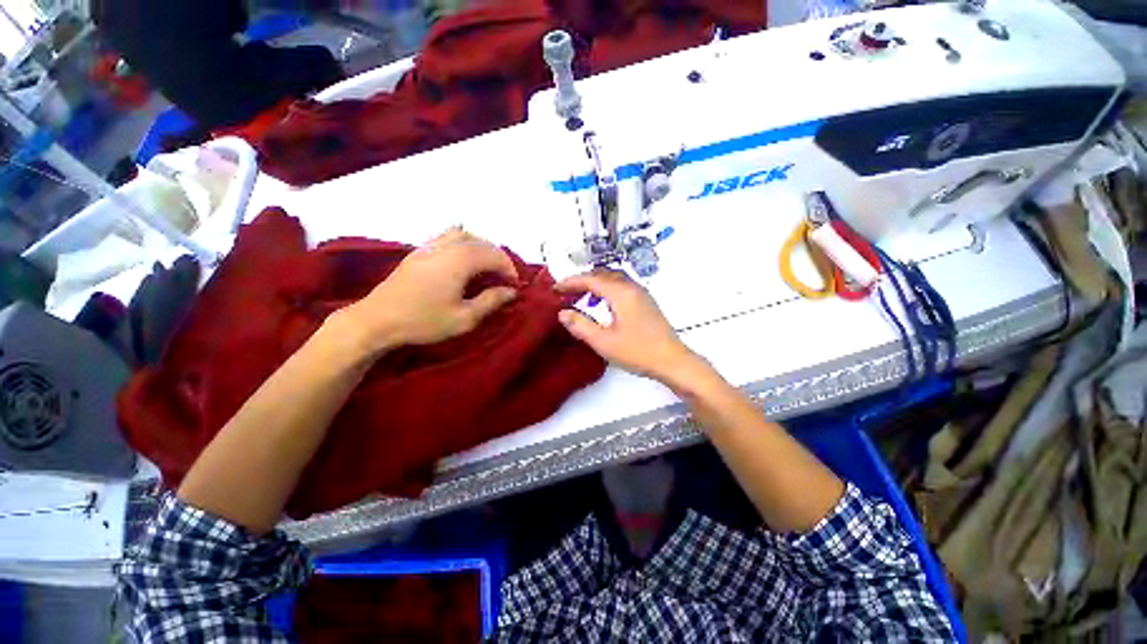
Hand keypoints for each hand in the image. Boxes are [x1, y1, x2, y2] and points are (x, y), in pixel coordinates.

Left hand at [346, 228, 518, 352]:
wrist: (377, 320)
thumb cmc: (424, 321)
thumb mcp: (464, 318)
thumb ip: (491, 301)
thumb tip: (510, 291)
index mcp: (459, 261)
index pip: (494, 256)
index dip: (509, 269)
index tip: (515, 286)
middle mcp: (446, 247)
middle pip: (481, 242)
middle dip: (498, 257)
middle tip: (504, 277)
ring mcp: (430, 247)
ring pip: (464, 234)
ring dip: (481, 246)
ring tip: (487, 264)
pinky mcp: (418, 252)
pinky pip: (446, 236)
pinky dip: (462, 242)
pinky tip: (463, 256)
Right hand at [555, 270, 708, 386]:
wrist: (672, 361)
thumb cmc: (638, 352)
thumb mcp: (603, 342)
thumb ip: (580, 326)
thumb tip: (563, 313)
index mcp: (621, 293)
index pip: (591, 279)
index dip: (571, 282)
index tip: (555, 289)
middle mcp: (632, 287)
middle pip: (603, 274)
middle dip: (583, 280)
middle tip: (567, 291)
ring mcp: (642, 294)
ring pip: (614, 279)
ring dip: (596, 283)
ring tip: (581, 297)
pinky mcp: (646, 302)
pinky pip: (622, 286)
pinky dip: (607, 289)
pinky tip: (603, 305)